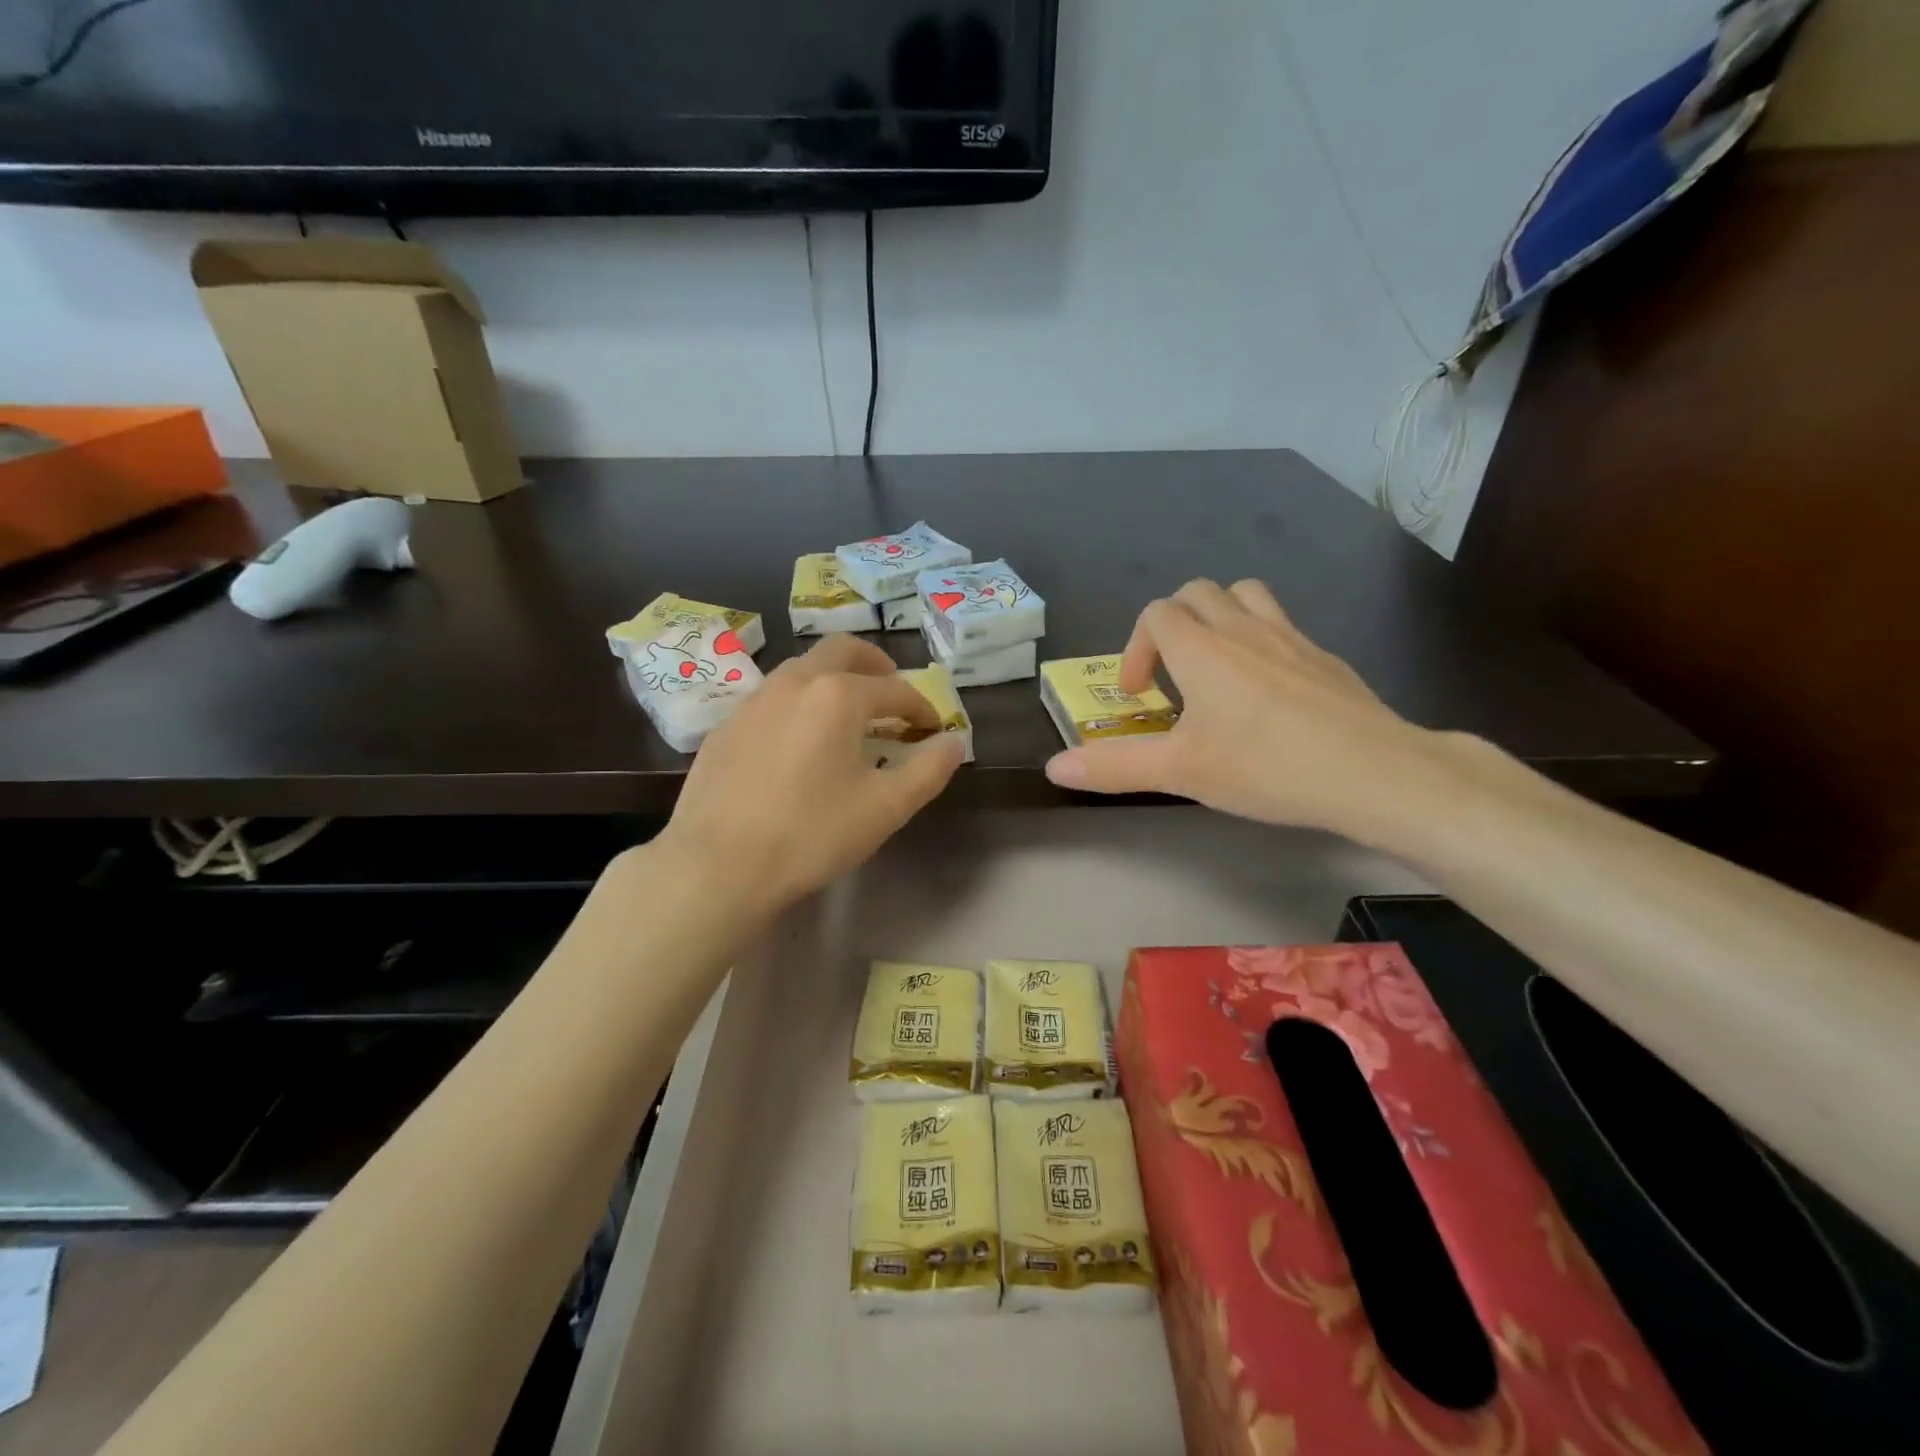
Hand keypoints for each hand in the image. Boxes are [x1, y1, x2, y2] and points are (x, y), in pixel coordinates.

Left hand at [660, 635, 964, 913]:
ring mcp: (753, 700)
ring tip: (848, 717)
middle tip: (892, 693)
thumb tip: (954, 742)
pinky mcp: (726, 726)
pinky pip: (773, 698)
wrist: (717, 866)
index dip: (922, 707)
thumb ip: (928, 770)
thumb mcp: (886, 808)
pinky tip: (799, 743)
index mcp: (838, 695)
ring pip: (803, 669)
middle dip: (876, 666)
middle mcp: (795, 682)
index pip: (895, 690)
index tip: (933, 729)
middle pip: (843, 650)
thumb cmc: (811, 834)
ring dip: (834, 680)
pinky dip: (800, 704)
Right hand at [1044, 579, 1451, 841]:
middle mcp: (1243, 628)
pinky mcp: (1325, 656)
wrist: (1373, 771)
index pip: (1156, 614)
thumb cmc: (1265, 766)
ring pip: (1245, 595)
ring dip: (1218, 617)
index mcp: (1202, 648)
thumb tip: (1054, 767)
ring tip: (1214, 666)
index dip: (1136, 649)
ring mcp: (1290, 638)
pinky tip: (1268, 692)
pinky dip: (1259, 640)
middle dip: (1172, 624)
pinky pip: (1281, 626)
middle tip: (1171, 676)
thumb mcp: (1180, 771)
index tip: (1138, 696)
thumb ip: (1114, 766)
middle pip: (1197, 592)